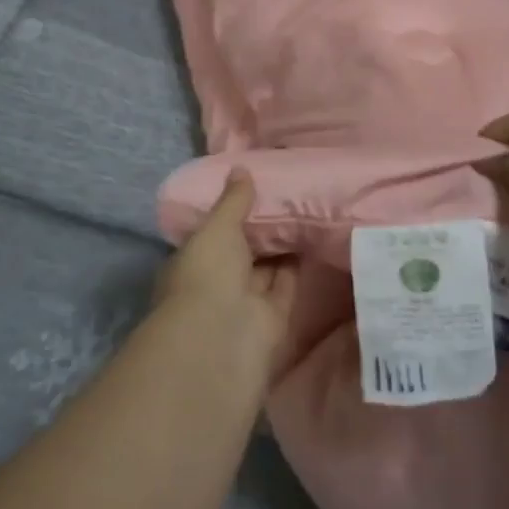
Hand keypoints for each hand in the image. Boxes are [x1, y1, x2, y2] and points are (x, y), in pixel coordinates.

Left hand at [153, 172, 296, 373]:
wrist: (222, 339)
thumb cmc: (207, 275)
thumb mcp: (217, 228)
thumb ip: (233, 201)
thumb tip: (241, 169)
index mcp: (193, 261)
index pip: (213, 234)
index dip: (232, 214)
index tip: (255, 189)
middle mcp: (217, 283)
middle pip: (243, 251)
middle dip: (261, 228)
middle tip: (288, 193)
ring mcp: (245, 302)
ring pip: (267, 266)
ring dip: (283, 244)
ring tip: (306, 207)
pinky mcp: (274, 318)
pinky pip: (287, 283)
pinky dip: (299, 263)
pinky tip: (315, 235)